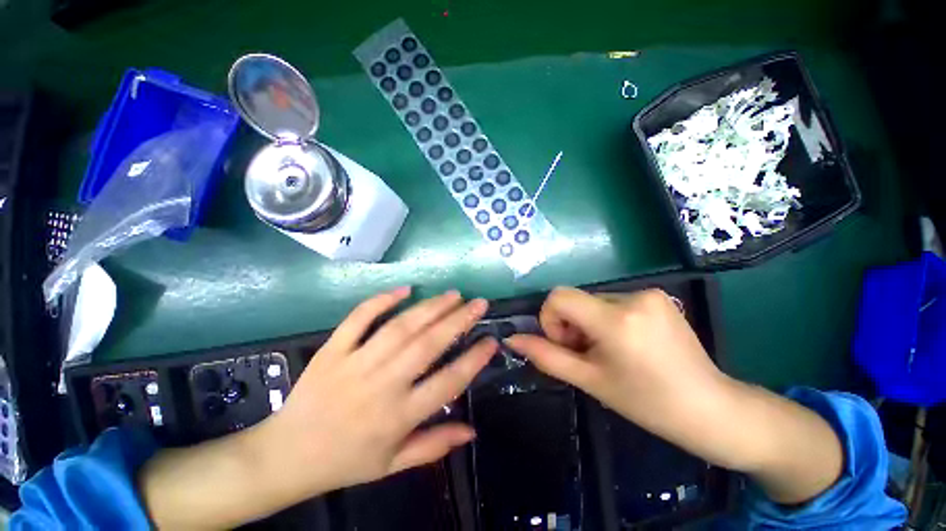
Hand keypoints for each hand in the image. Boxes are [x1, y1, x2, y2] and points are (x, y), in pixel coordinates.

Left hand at [259, 287, 496, 498]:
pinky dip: (381, 300)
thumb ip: (434, 446)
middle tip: (478, 303)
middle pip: (427, 345)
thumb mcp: (393, 464)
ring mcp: (355, 363)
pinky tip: (405, 289)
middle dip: (458, 320)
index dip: (474, 359)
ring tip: (453, 294)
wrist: (286, 455)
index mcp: (399, 416)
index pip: (448, 383)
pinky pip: (358, 319)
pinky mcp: (333, 350)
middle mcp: (382, 385)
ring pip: (400, 327)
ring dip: (430, 307)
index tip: (491, 340)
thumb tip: (472, 431)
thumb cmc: (345, 461)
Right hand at [507, 287, 728, 450]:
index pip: (559, 296)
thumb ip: (546, 356)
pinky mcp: (658, 296)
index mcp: (616, 320)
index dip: (551, 318)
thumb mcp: (590, 380)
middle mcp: (633, 297)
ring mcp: (650, 293)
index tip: (567, 344)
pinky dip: (608, 319)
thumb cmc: (647, 403)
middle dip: (572, 325)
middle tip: (591, 355)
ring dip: (590, 323)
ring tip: (611, 352)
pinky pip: (614, 301)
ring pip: (593, 301)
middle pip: (576, 299)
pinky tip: (627, 344)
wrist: (711, 409)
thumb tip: (512, 339)